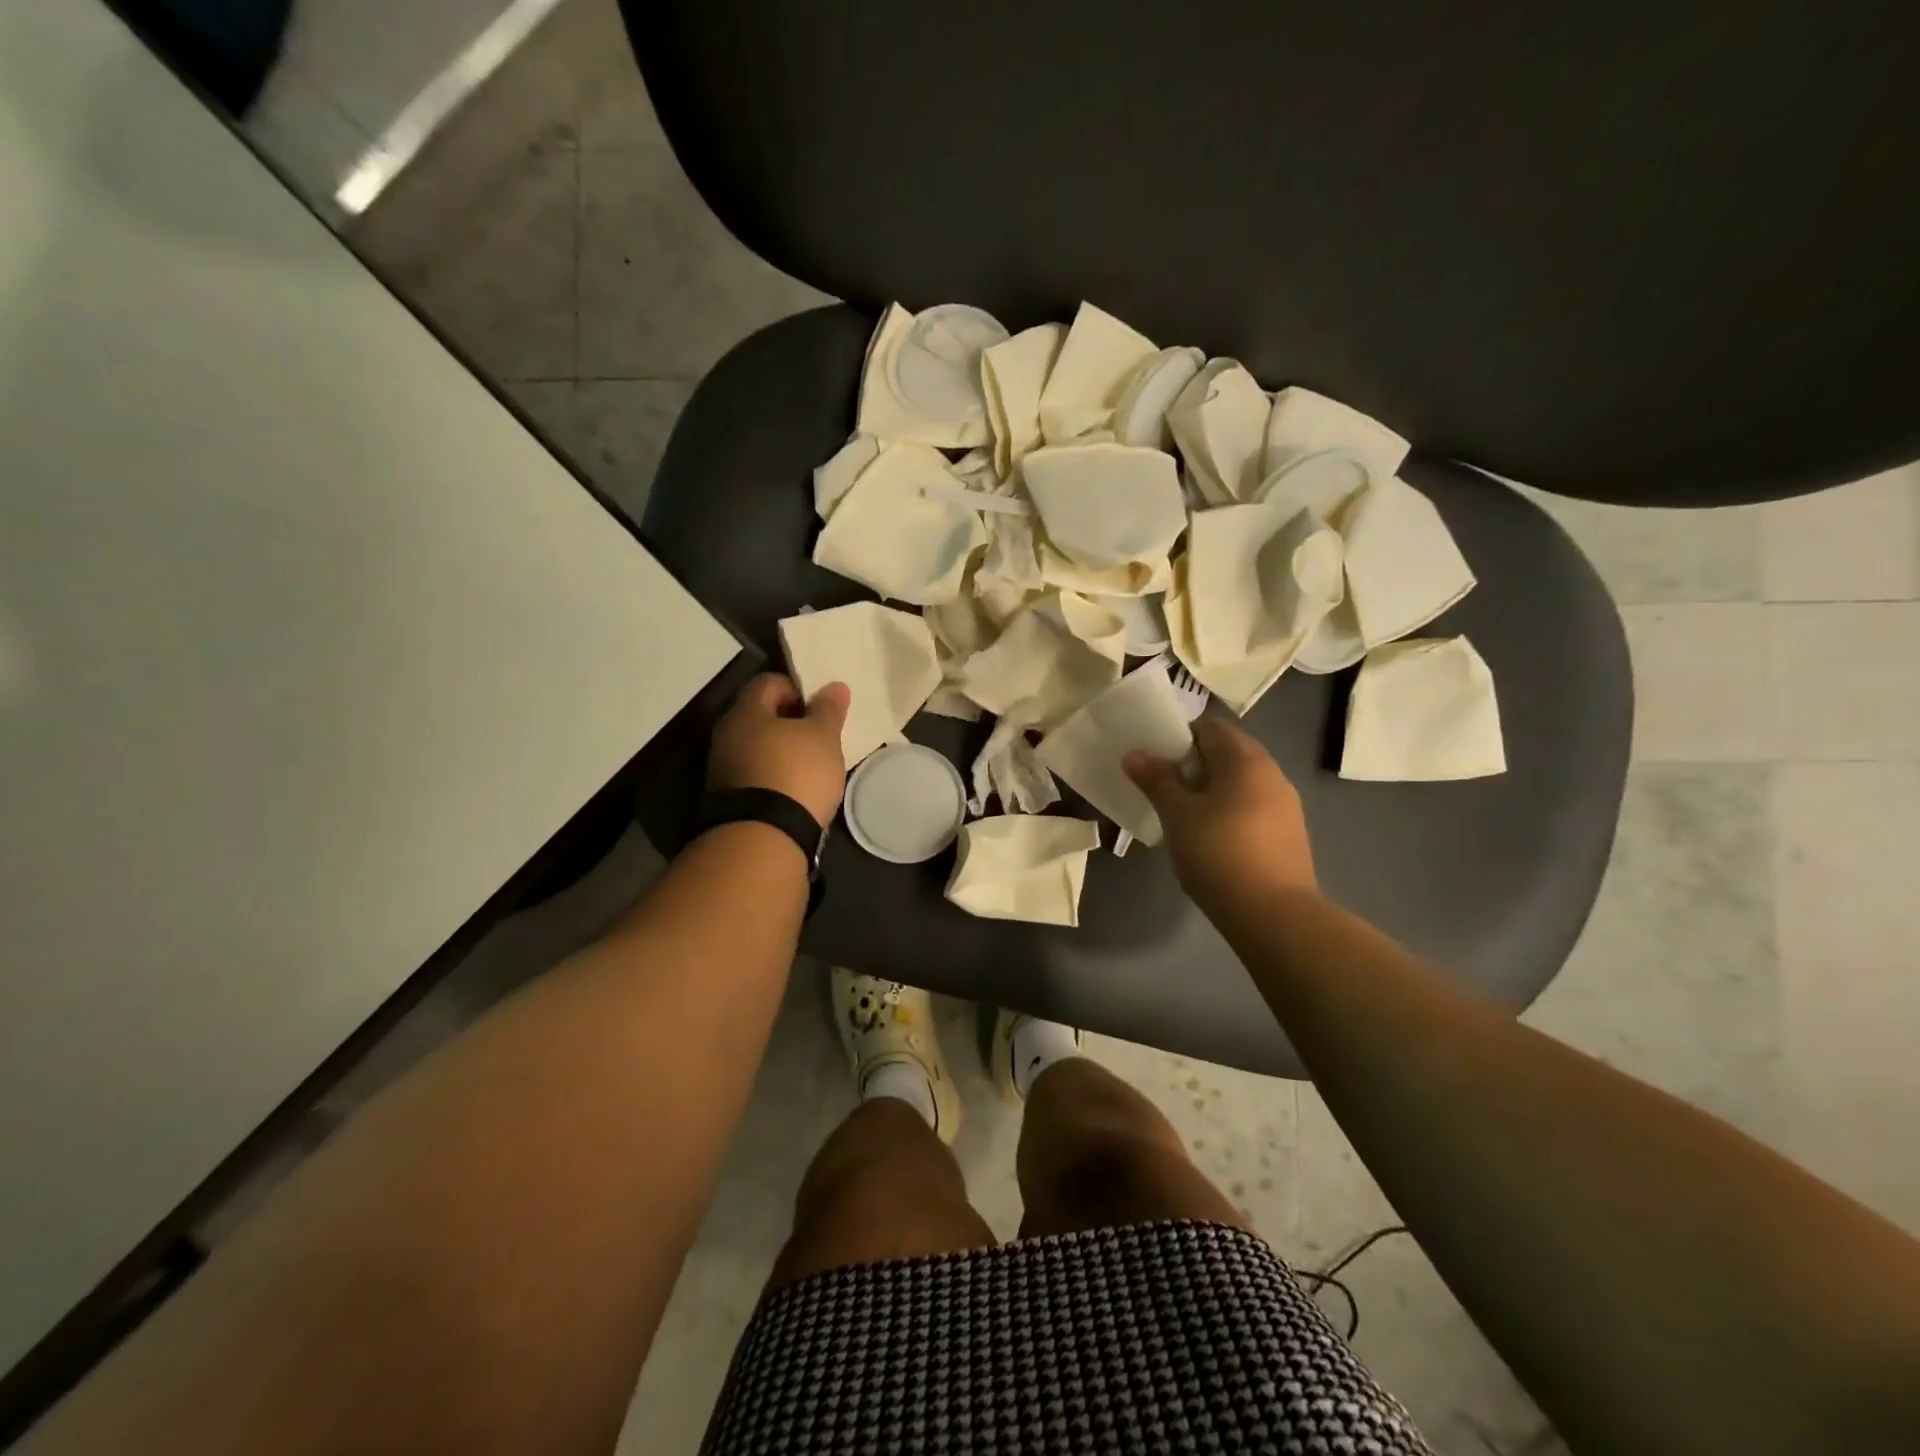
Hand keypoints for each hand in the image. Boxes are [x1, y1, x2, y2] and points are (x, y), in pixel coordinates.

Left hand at [707, 674, 849, 828]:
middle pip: (759, 715)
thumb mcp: (823, 738)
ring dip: (779, 750)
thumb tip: (834, 686)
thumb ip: (828, 710)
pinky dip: (772, 775)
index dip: (796, 688)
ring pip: (755, 746)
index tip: (818, 709)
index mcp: (746, 711)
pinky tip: (793, 790)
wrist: (764, 837)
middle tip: (817, 736)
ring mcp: (722, 768)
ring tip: (809, 766)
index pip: (768, 682)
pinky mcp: (726, 798)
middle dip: (788, 721)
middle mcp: (726, 734)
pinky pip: (753, 774)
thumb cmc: (796, 773)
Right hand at [1124, 716, 1316, 913]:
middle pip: (1229, 752)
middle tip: (1165, 784)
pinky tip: (1212, 836)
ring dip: (1214, 787)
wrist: (1273, 915)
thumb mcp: (1178, 815)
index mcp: (1245, 760)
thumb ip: (1157, 780)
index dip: (1181, 735)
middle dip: (1196, 763)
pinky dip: (1231, 809)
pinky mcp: (1289, 834)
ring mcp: (1286, 805)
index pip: (1210, 727)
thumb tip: (1134, 754)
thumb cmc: (1219, 853)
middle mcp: (1272, 773)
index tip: (1157, 758)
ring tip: (1184, 812)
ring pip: (1242, 781)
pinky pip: (1253, 806)